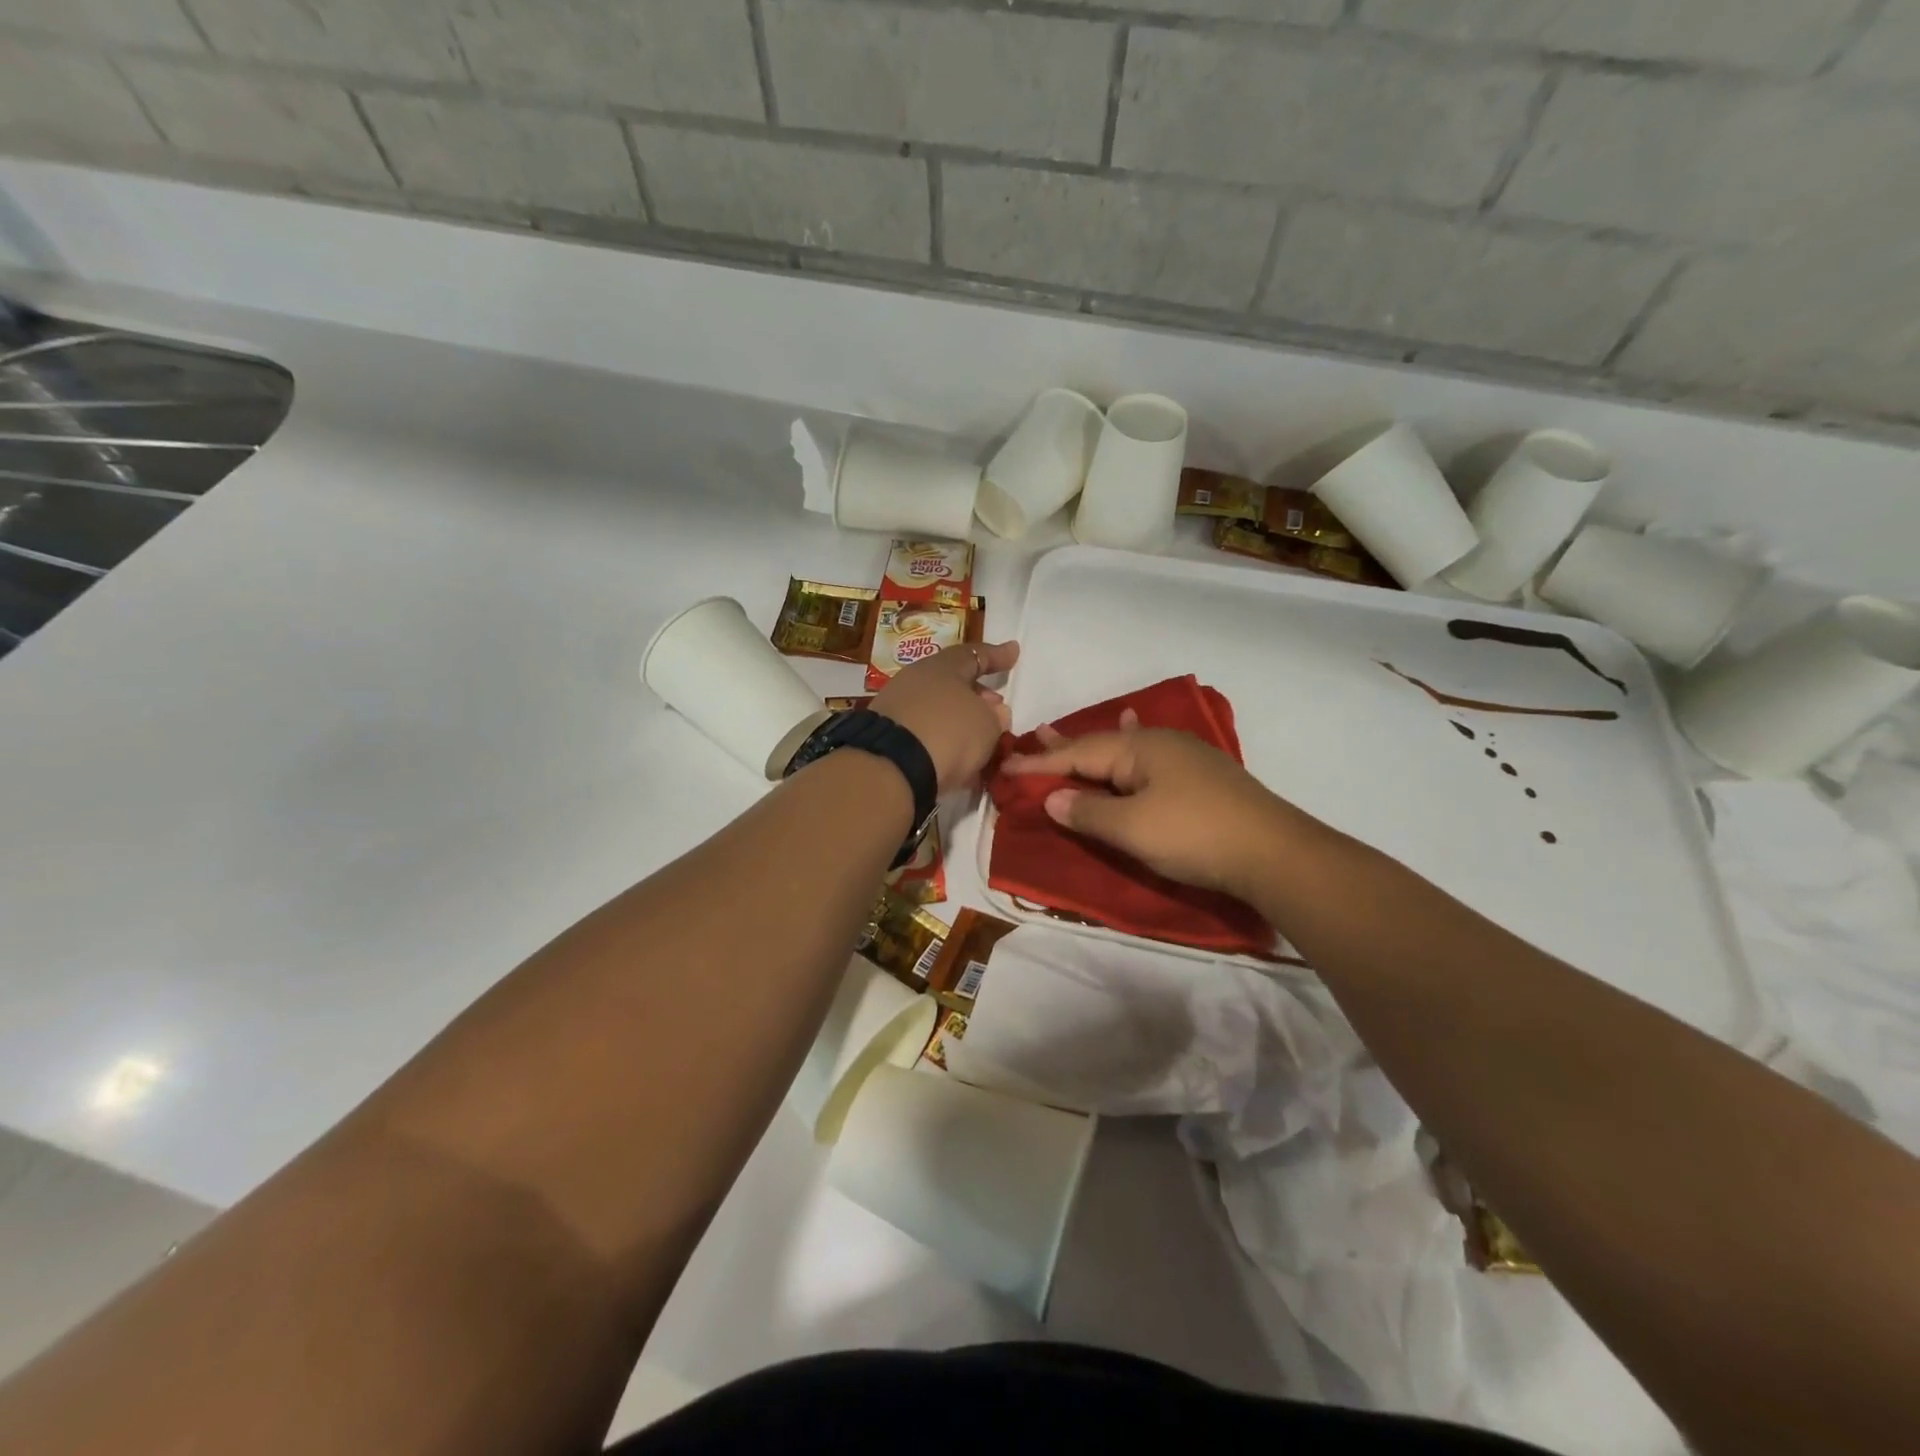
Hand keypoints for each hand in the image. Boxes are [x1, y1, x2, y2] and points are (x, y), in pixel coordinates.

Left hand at [872, 640, 1018, 792]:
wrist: (892, 766)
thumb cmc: (949, 732)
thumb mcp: (987, 725)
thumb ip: (996, 716)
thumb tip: (994, 711)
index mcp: (943, 666)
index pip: (975, 655)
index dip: (997, 655)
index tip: (1014, 651)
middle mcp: (916, 679)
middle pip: (953, 681)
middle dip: (977, 693)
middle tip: (997, 707)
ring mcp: (897, 706)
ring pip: (938, 708)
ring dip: (960, 720)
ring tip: (980, 738)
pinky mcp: (886, 735)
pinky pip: (924, 730)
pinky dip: (943, 739)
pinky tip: (956, 757)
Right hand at [1001, 714, 1302, 896]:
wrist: (1274, 853)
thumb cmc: (1195, 835)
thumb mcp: (1132, 828)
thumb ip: (1088, 812)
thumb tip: (1053, 797)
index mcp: (1139, 749)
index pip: (1077, 754)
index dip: (1040, 763)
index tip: (1005, 767)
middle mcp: (1159, 744)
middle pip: (1100, 745)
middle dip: (1063, 746)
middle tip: (1032, 735)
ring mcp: (1184, 758)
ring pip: (1123, 750)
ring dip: (1092, 748)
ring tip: (1066, 735)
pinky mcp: (1200, 778)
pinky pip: (1147, 758)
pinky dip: (1127, 752)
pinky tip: (1135, 731)